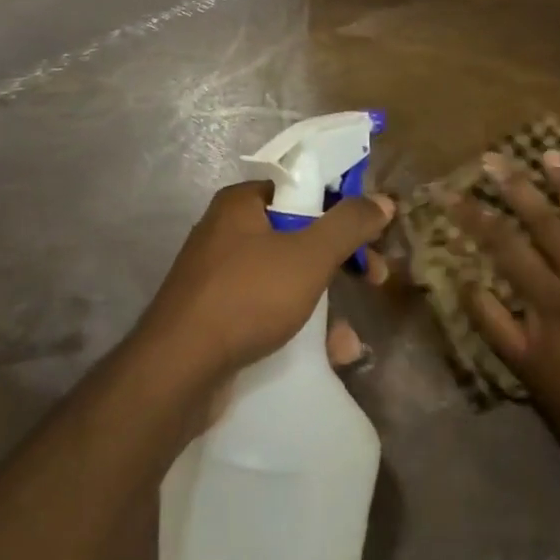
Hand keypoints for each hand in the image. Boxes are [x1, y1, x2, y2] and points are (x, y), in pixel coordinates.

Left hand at [137, 182, 394, 388]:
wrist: (177, 371)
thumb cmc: (247, 297)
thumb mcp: (308, 256)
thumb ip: (348, 224)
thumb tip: (383, 199)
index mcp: (241, 203)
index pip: (302, 188)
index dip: (342, 207)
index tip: (373, 233)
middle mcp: (227, 232)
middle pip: (299, 233)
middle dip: (340, 259)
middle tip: (374, 278)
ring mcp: (220, 276)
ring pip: (287, 276)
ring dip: (325, 302)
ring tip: (349, 337)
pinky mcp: (218, 315)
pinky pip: (269, 309)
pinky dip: (299, 325)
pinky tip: (327, 354)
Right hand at [453, 152, 559, 468]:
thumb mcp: (525, 370)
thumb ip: (494, 323)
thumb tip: (465, 280)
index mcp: (550, 301)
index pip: (506, 247)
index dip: (477, 217)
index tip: (455, 194)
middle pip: (547, 224)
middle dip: (518, 188)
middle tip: (497, 158)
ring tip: (554, 155)